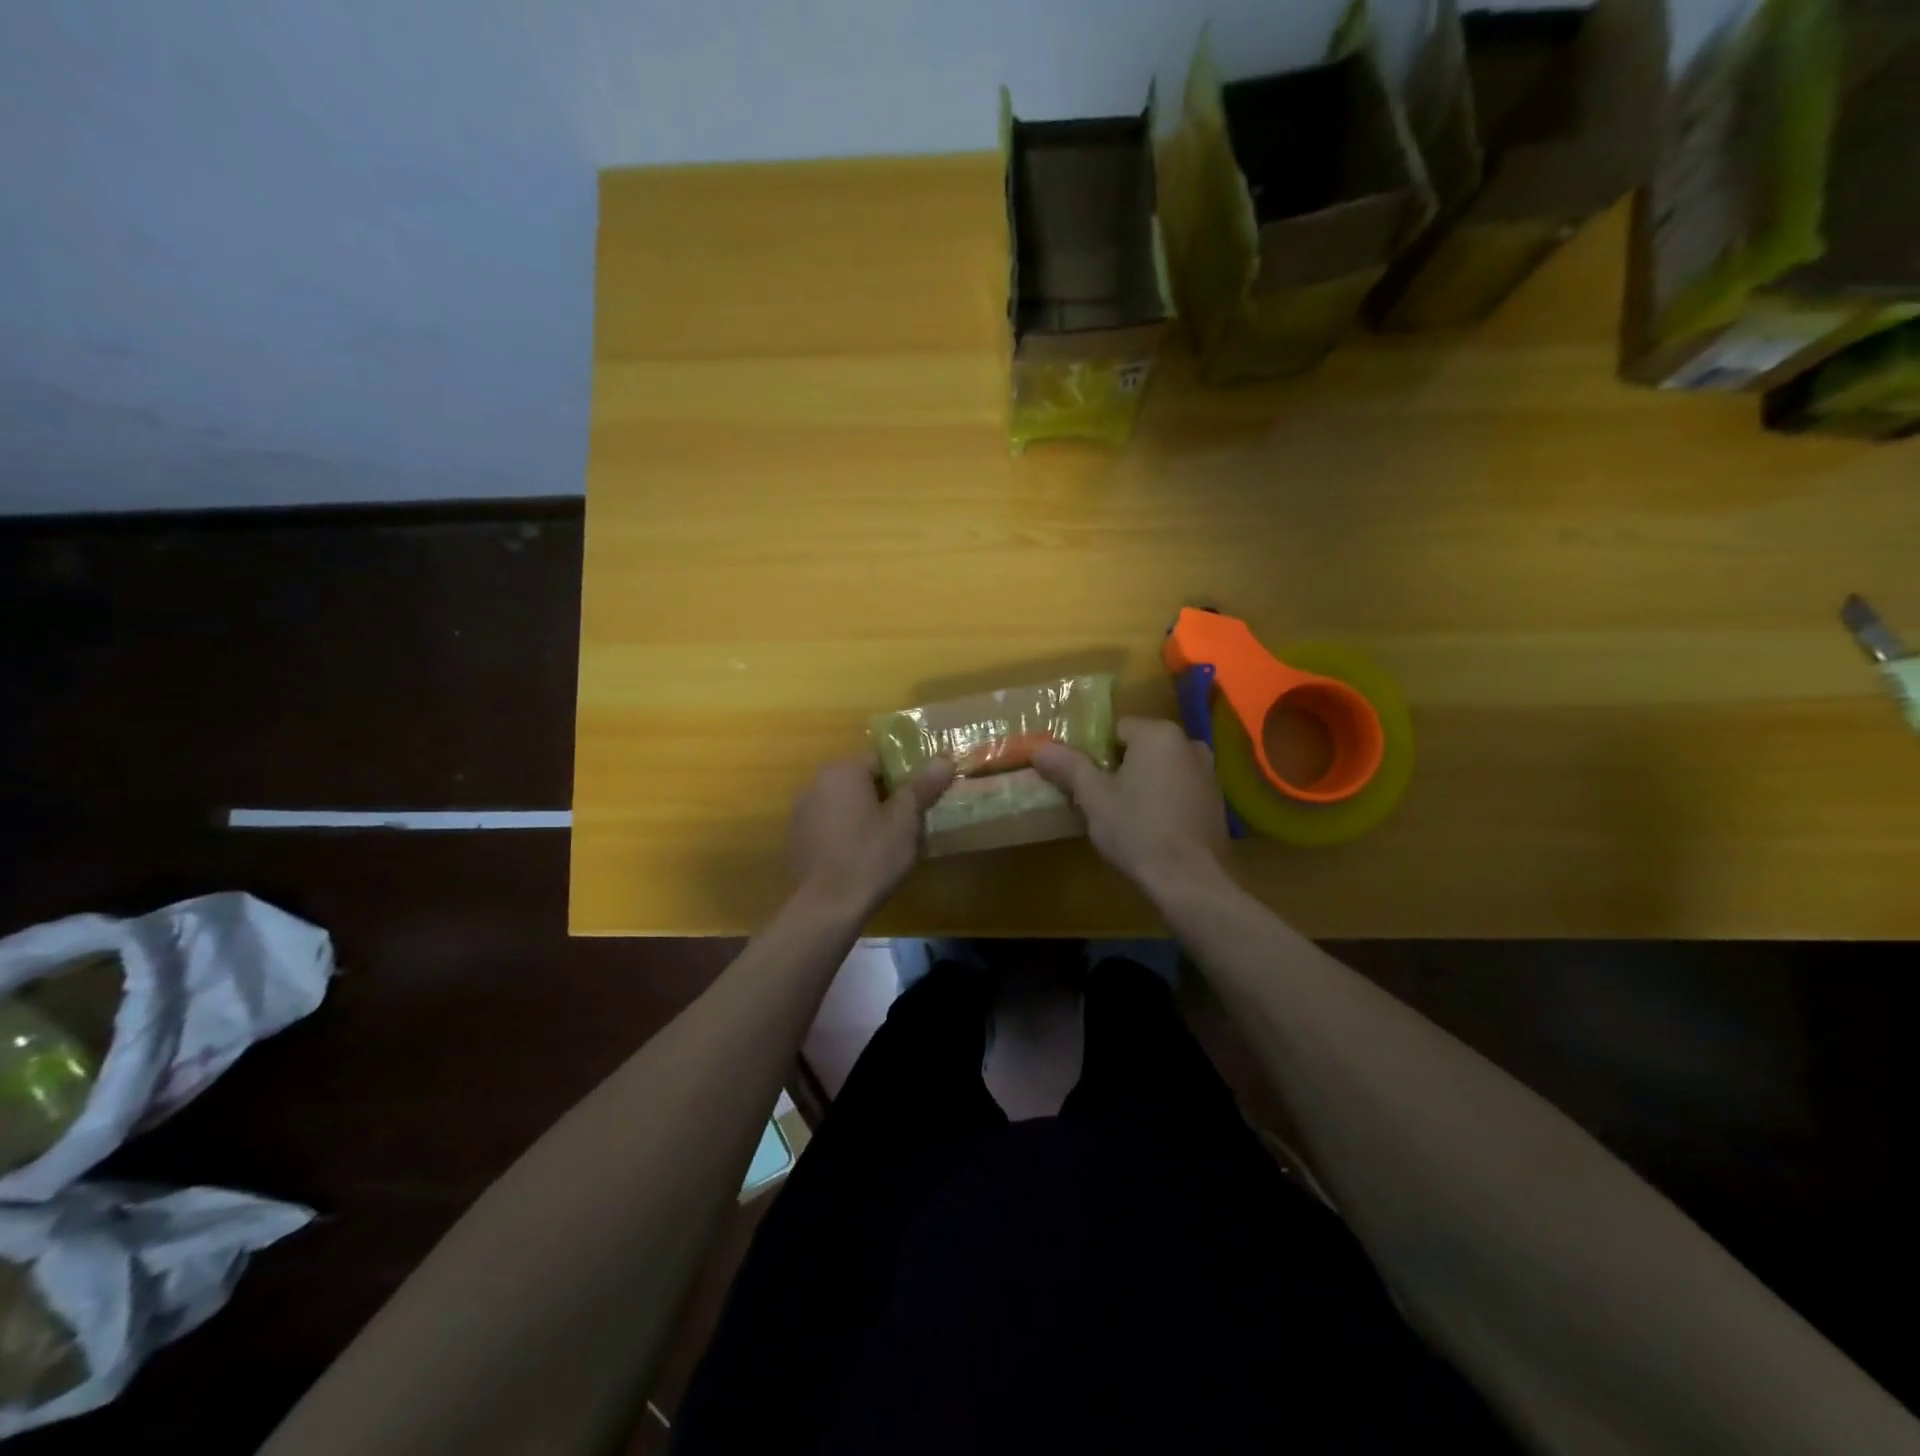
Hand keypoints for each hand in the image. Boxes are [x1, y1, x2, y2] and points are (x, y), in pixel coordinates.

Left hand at [787, 758, 955, 916]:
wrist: (825, 907)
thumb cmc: (870, 856)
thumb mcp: (905, 821)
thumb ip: (923, 786)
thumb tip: (945, 759)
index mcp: (842, 771)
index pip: (881, 761)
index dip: (905, 778)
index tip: (921, 800)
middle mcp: (815, 783)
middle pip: (860, 782)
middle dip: (885, 798)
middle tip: (908, 823)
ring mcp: (801, 812)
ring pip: (843, 805)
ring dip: (863, 816)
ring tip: (886, 844)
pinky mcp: (795, 839)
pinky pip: (828, 826)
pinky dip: (845, 834)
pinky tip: (859, 858)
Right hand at [1033, 717, 1229, 903]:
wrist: (1190, 880)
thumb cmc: (1137, 830)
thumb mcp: (1093, 797)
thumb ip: (1068, 766)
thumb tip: (1039, 747)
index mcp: (1158, 734)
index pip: (1115, 729)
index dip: (1094, 753)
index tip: (1082, 779)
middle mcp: (1188, 744)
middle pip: (1139, 747)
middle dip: (1118, 768)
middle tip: (1097, 799)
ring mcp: (1208, 773)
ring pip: (1160, 769)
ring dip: (1141, 784)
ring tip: (1122, 816)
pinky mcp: (1216, 801)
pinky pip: (1179, 789)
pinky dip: (1163, 800)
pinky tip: (1150, 828)